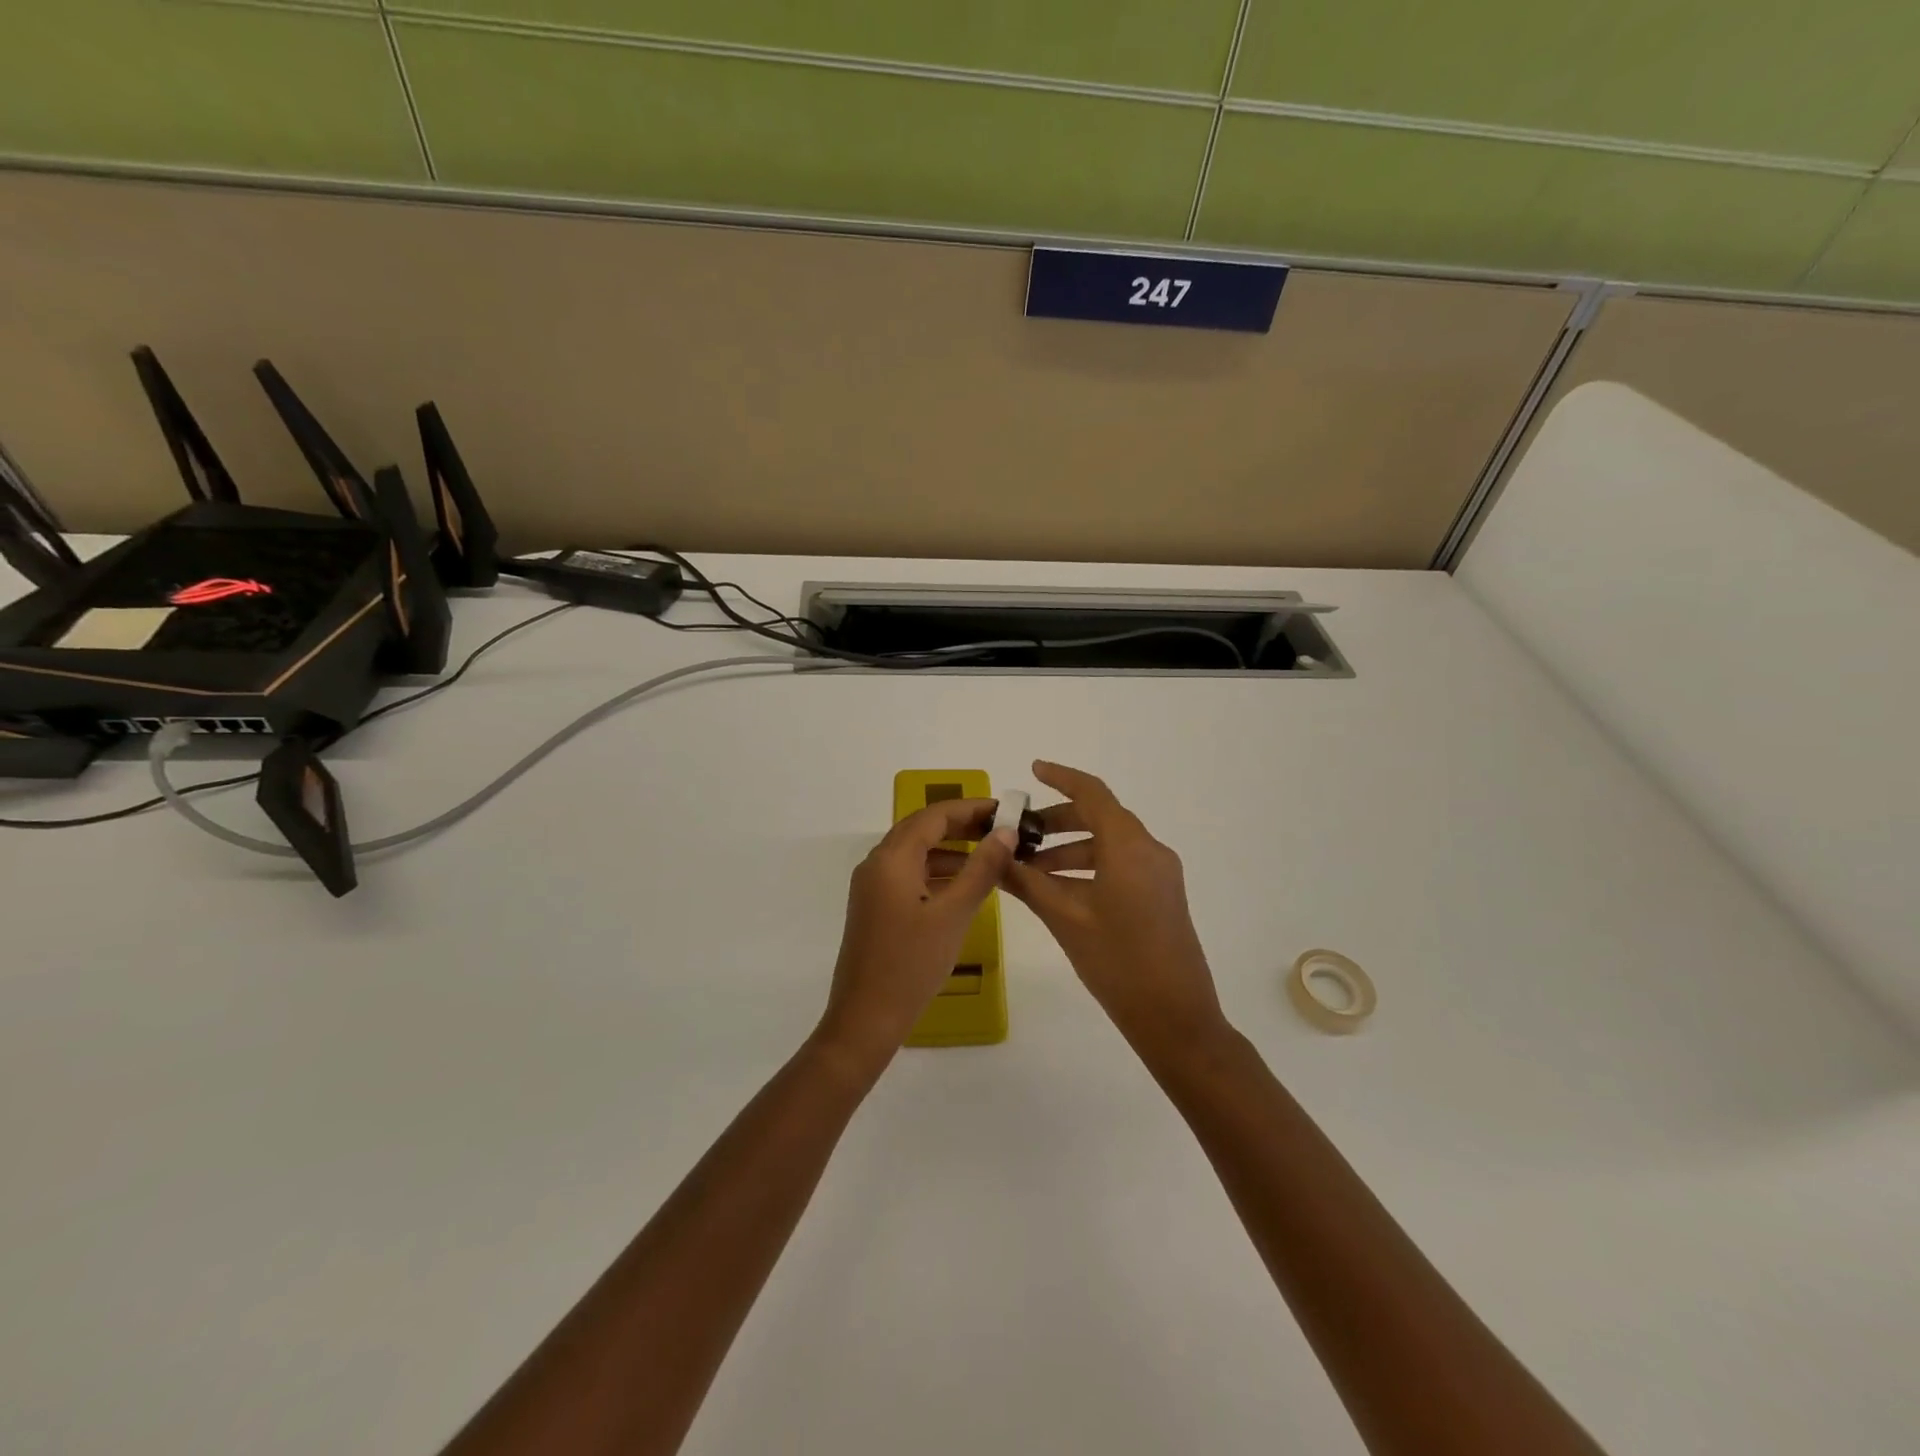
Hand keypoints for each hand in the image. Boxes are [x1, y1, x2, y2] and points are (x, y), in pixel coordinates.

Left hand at [815, 798, 1017, 1071]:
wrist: (866, 1018)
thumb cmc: (911, 964)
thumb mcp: (954, 914)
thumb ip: (981, 869)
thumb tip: (1006, 832)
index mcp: (891, 858)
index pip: (934, 815)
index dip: (970, 808)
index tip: (1005, 810)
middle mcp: (877, 864)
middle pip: (922, 829)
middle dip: (961, 825)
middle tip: (1001, 829)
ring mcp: (872, 886)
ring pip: (915, 852)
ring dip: (950, 849)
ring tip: (990, 855)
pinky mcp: (875, 907)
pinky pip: (909, 874)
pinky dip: (937, 871)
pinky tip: (963, 886)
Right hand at [1003, 762, 1230, 1063]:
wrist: (1175, 1017)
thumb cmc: (1117, 961)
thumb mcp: (1065, 918)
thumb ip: (1027, 882)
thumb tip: (994, 856)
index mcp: (1128, 846)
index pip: (1092, 793)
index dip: (1061, 777)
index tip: (1032, 771)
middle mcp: (1149, 849)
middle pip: (1100, 817)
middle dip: (1057, 821)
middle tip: (1019, 834)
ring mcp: (1160, 873)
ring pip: (1108, 843)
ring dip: (1069, 848)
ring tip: (1030, 869)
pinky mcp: (1162, 894)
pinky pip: (1120, 864)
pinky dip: (1088, 866)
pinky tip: (1058, 889)